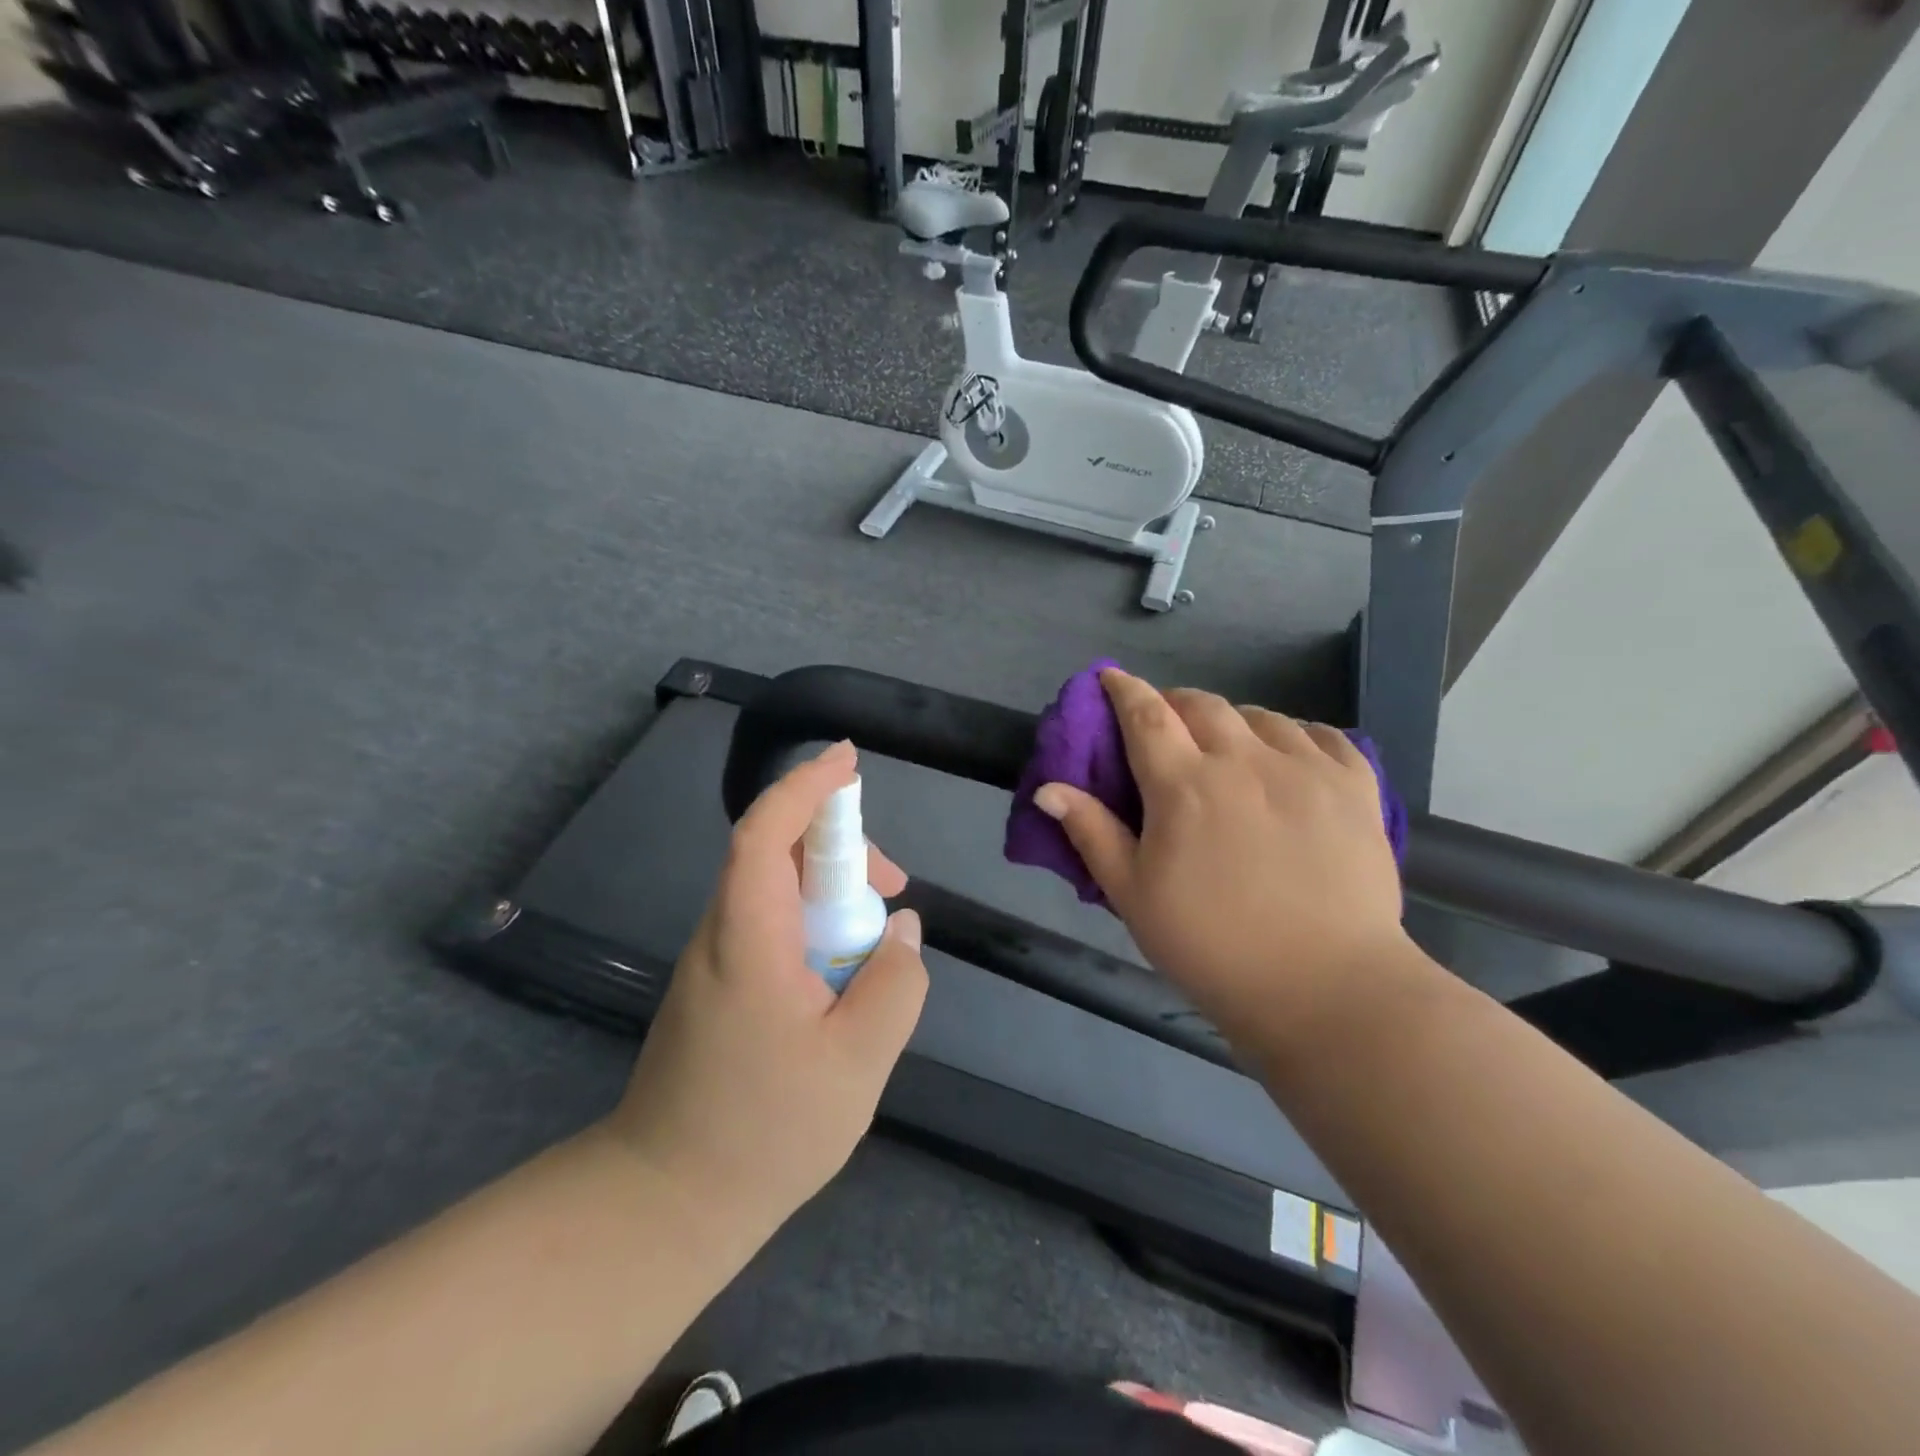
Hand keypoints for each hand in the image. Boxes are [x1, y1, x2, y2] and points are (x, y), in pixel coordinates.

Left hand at [607, 741, 927, 1250]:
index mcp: (748, 938)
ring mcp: (713, 961)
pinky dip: (813, 922)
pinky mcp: (717, 987)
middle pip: (774, 854)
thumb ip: (895, 985)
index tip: (847, 759)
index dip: (805, 787)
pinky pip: (770, 926)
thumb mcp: (858, 1062)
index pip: (765, 833)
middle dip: (839, 846)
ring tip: (878, 934)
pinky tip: (843, 970)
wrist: (666, 1202)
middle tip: (892, 885)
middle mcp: (721, 935)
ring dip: (829, 889)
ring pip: (774, 890)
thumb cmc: (764, 1132)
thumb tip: (901, 930)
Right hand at [1033, 669, 1405, 1045]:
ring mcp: (1308, 769)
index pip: (1146, 715)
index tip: (1111, 678)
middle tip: (1165, 727)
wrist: (1326, 990)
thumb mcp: (1134, 895)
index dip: (1124, 690)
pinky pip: (1325, 736)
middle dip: (1174, 703)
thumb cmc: (1213, 947)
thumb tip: (1048, 787)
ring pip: (1262, 717)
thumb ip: (1091, 832)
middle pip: (1202, 705)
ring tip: (1228, 748)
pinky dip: (1297, 736)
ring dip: (1233, 721)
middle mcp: (1245, 761)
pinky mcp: (1356, 788)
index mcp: (1184, 785)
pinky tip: (1291, 756)